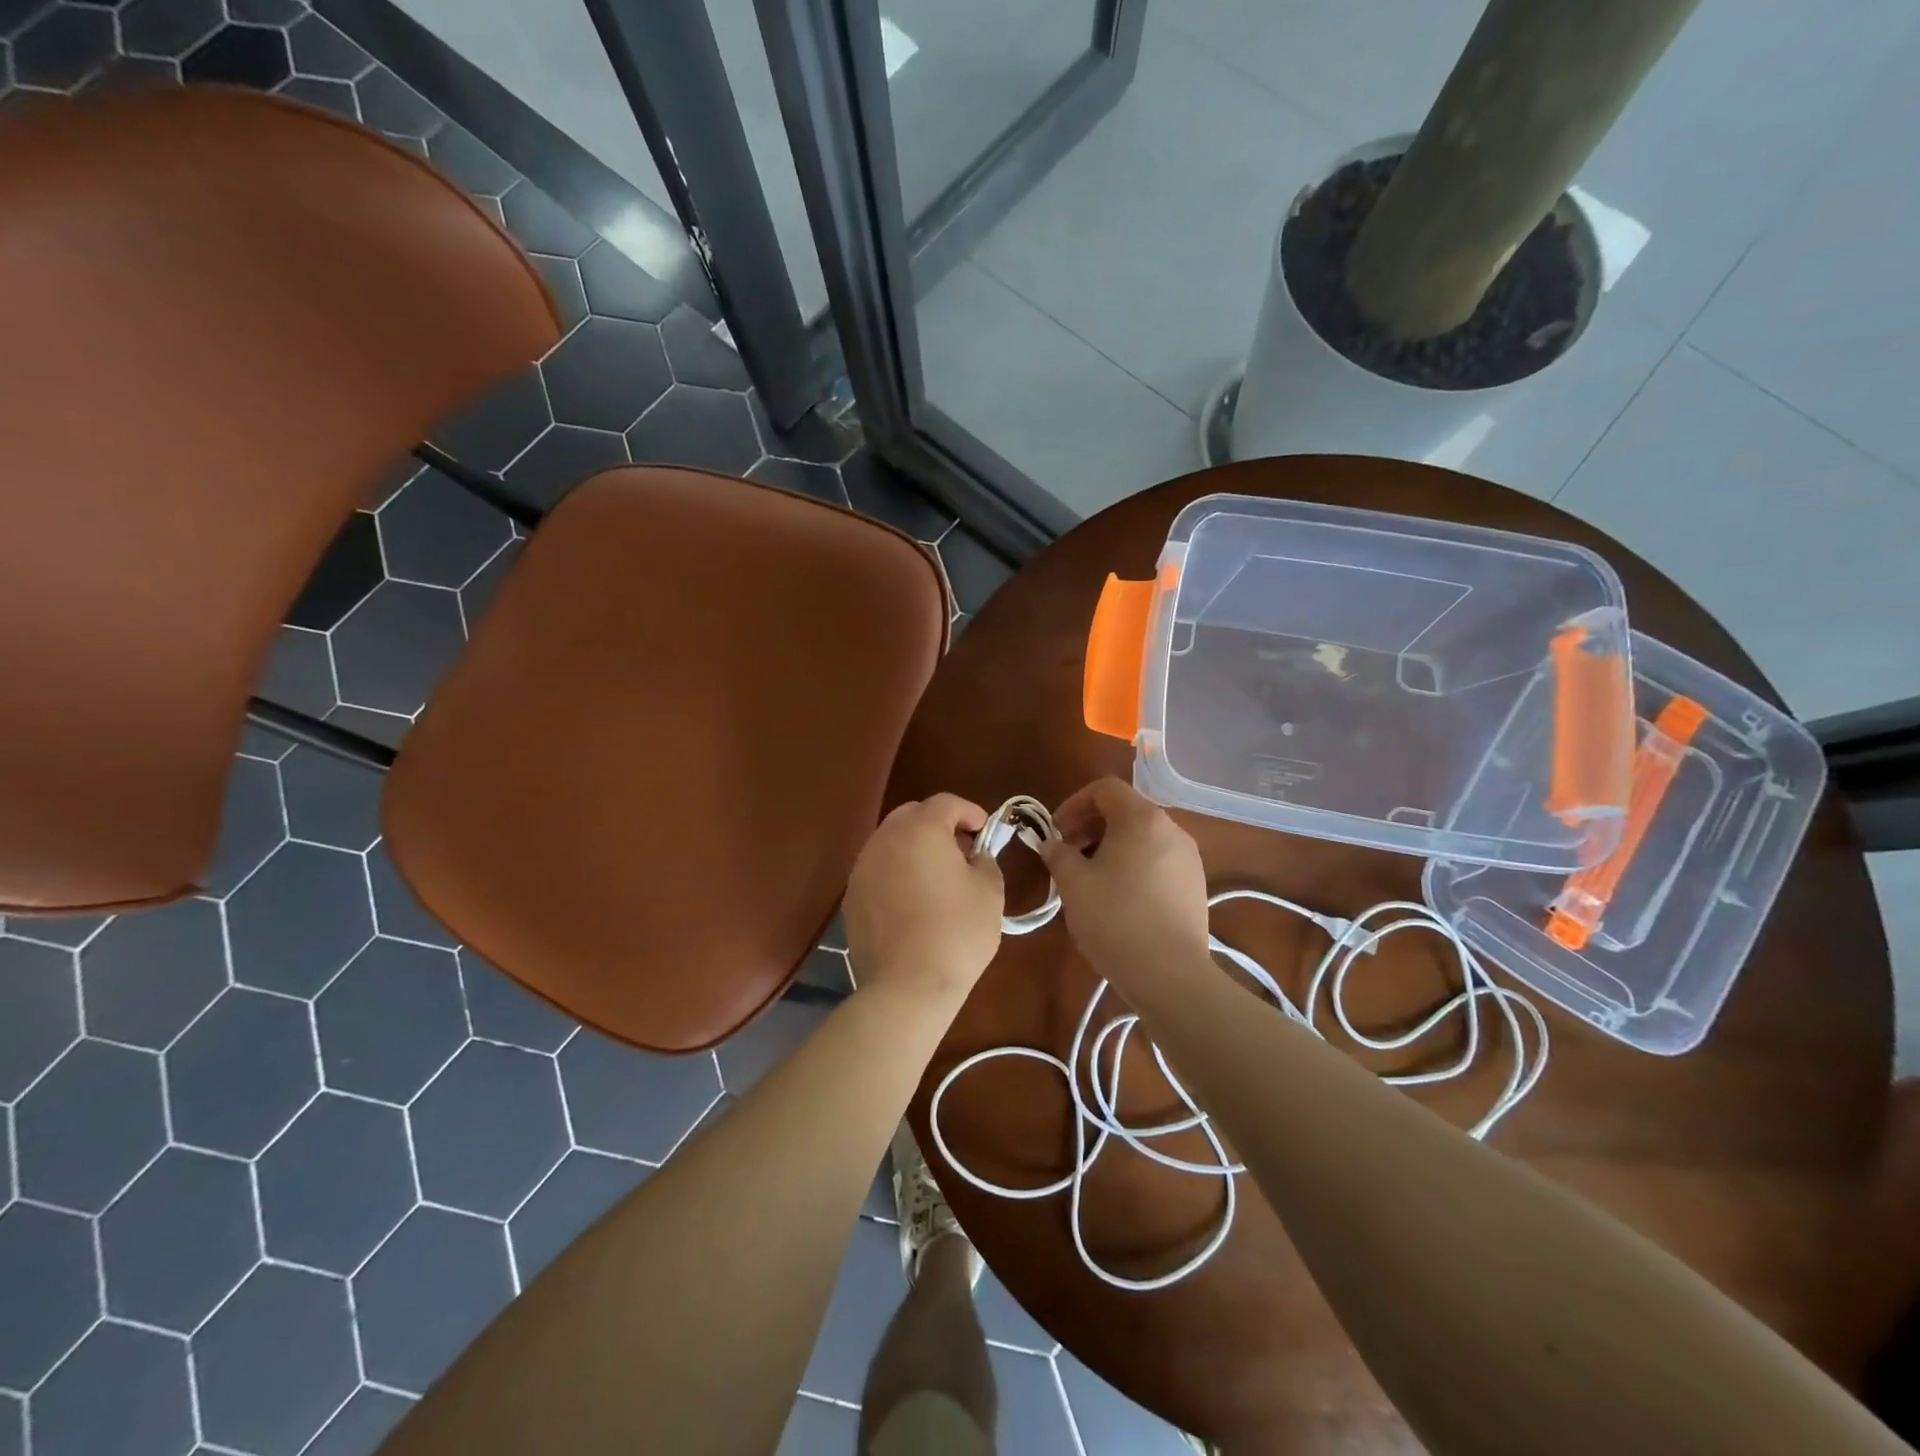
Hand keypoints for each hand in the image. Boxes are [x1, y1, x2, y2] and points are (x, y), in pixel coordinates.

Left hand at [843, 794, 1004, 1004]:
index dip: (970, 811)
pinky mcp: (852, 897)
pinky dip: (897, 872)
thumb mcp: (990, 891)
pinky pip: (878, 869)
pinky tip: (913, 900)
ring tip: (937, 876)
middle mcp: (885, 839)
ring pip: (891, 841)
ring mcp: (863, 868)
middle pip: (912, 815)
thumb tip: (974, 856)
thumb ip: (985, 860)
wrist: (908, 986)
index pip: (946, 802)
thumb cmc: (957, 932)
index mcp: (920, 829)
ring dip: (915, 847)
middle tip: (961, 849)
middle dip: (938, 824)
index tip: (985, 831)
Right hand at [1038, 778, 1210, 988]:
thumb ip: (1058, 854)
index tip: (1056, 832)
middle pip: (1125, 810)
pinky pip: (1157, 860)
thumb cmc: (1115, 919)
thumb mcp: (1073, 884)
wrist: (1170, 974)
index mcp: (1142, 818)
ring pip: (1142, 837)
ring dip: (1111, 847)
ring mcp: (1188, 858)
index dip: (1074, 804)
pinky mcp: (1195, 885)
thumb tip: (1051, 844)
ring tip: (1089, 879)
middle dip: (1091, 826)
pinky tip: (1118, 898)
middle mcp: (1171, 829)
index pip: (1105, 789)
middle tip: (1067, 855)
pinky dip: (1133, 865)